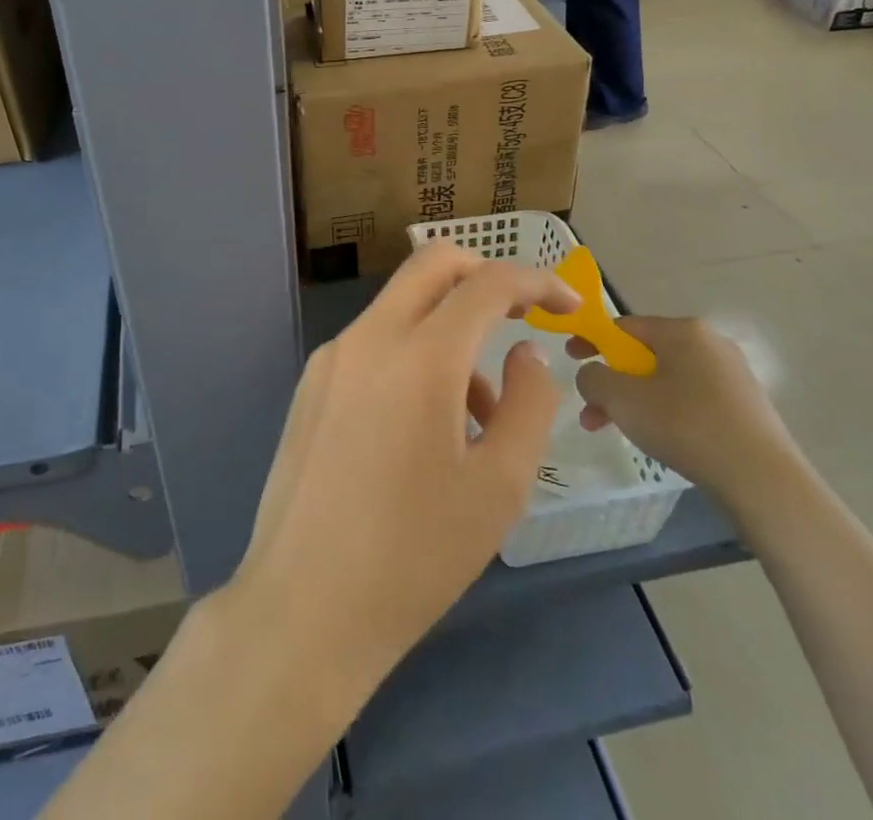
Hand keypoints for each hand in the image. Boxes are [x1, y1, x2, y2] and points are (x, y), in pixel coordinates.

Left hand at [227, 243, 576, 705]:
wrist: (303, 608)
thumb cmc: (414, 555)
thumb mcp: (500, 486)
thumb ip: (529, 402)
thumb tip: (526, 352)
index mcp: (420, 356)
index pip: (487, 283)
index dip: (536, 281)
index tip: (568, 303)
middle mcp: (369, 337)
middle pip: (433, 264)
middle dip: (484, 275)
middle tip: (520, 315)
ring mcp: (332, 357)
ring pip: (403, 305)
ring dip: (450, 329)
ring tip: (477, 417)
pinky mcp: (311, 383)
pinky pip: (374, 342)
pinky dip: (414, 353)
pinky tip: (424, 427)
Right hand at [572, 317, 798, 512]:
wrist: (764, 481)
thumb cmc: (687, 426)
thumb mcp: (623, 399)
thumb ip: (594, 378)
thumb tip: (591, 375)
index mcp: (683, 330)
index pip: (624, 326)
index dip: (592, 340)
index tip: (571, 360)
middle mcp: (710, 343)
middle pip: (645, 355)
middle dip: (612, 382)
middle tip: (590, 411)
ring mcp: (732, 375)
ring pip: (666, 380)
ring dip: (634, 402)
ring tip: (615, 432)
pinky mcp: (745, 407)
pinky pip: (691, 399)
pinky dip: (665, 413)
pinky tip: (659, 441)